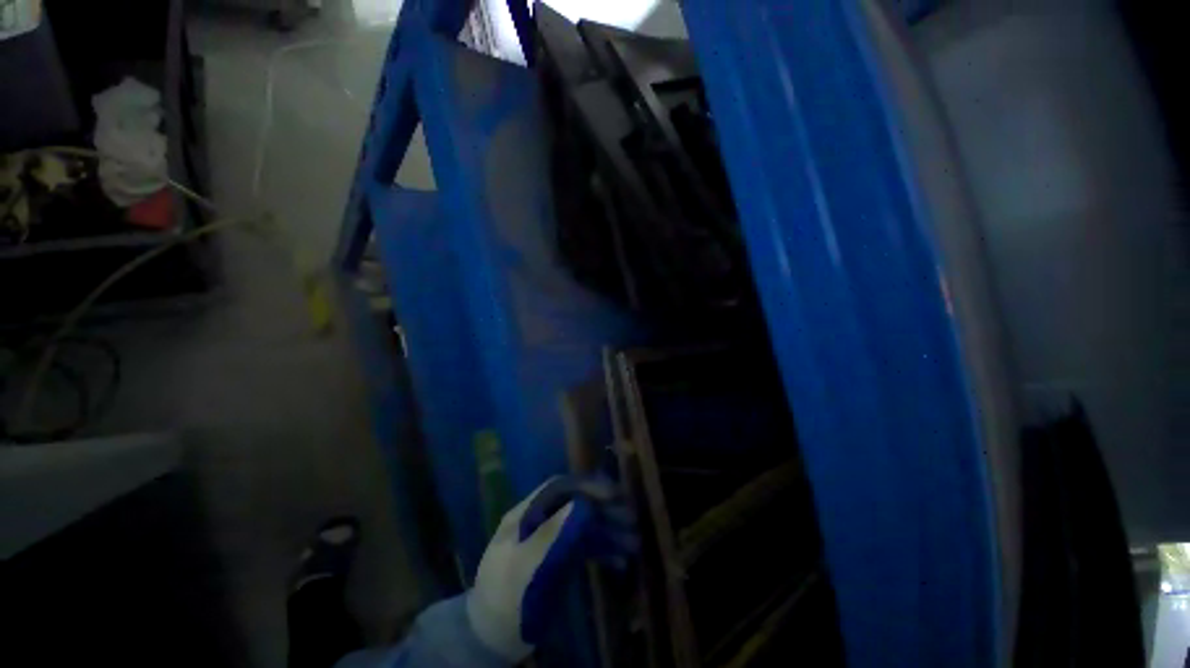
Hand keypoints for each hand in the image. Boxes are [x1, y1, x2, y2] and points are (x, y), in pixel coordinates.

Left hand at [466, 475, 637, 661]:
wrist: (492, 638)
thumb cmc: (505, 598)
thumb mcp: (524, 566)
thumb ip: (551, 533)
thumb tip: (580, 504)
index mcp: (526, 514)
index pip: (559, 488)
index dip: (586, 486)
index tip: (612, 494)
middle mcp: (540, 520)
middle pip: (575, 505)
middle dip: (603, 509)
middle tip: (630, 518)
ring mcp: (551, 539)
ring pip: (583, 526)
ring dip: (607, 531)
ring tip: (633, 542)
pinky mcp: (559, 559)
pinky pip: (584, 547)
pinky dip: (602, 551)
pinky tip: (620, 561)